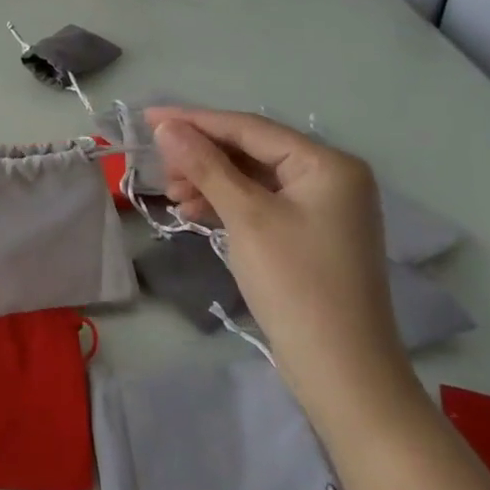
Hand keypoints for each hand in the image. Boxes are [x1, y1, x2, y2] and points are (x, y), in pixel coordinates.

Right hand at [146, 108, 416, 426]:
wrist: (341, 371)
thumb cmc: (295, 283)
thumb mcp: (246, 217)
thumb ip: (206, 165)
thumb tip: (167, 126)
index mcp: (327, 164)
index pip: (249, 128)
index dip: (195, 121)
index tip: (148, 118)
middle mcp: (330, 177)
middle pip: (251, 151)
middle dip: (202, 157)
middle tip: (159, 168)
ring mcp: (321, 208)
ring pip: (251, 178)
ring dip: (209, 182)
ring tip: (172, 196)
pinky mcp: (308, 235)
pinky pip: (259, 204)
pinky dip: (226, 204)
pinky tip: (193, 212)